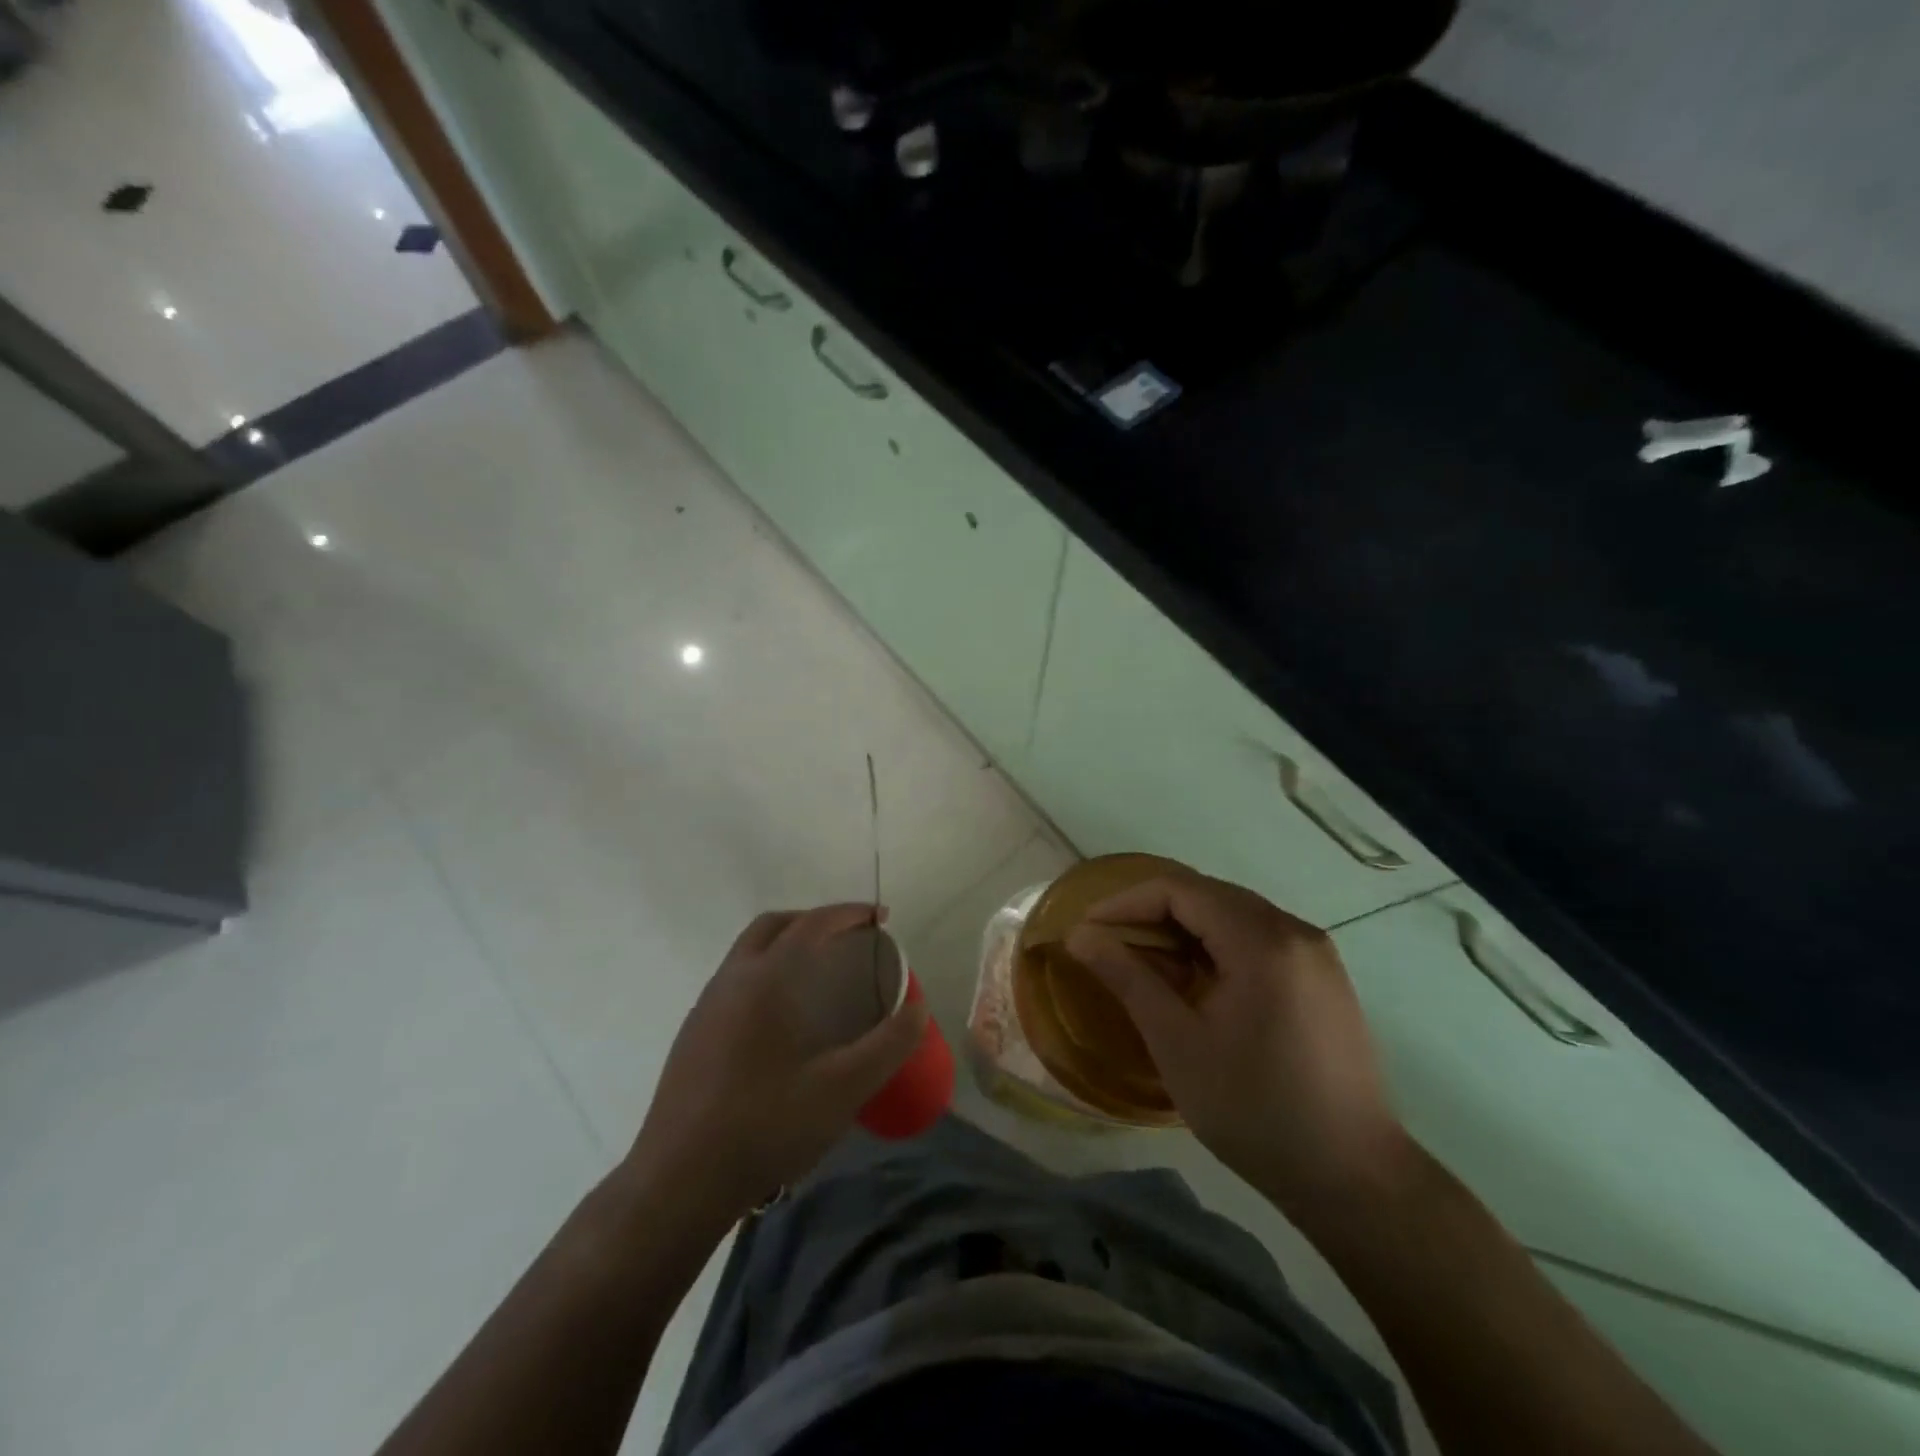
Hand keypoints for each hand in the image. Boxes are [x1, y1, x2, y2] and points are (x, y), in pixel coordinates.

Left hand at [626, 905, 927, 1225]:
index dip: (849, 913)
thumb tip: (918, 1008)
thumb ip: (888, 1045)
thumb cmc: (765, 1126)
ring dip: (786, 945)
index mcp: (764, 980)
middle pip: (774, 926)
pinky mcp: (692, 1035)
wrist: (678, 1183)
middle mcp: (731, 980)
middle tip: (850, 938)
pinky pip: (735, 981)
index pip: (812, 925)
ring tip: (821, 973)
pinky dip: (766, 974)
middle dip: (814, 920)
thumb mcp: (842, 1089)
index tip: (881, 917)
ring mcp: (705, 1006)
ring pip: (748, 952)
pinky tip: (783, 1018)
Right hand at [1065, 872, 1407, 1211]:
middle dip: (1152, 913)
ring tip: (1146, 965)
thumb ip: (1127, 978)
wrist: (1355, 1179)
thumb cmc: (1255, 1109)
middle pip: (1209, 896)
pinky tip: (1197, 983)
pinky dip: (1217, 947)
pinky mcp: (1324, 979)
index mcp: (1262, 940)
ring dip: (1184, 930)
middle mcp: (1294, 931)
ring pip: (1234, 916)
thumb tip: (1080, 935)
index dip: (1126, 901)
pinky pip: (1259, 940)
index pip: (1180, 890)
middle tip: (1110, 946)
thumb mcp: (1177, 1042)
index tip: (1087, 930)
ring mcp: (1316, 954)